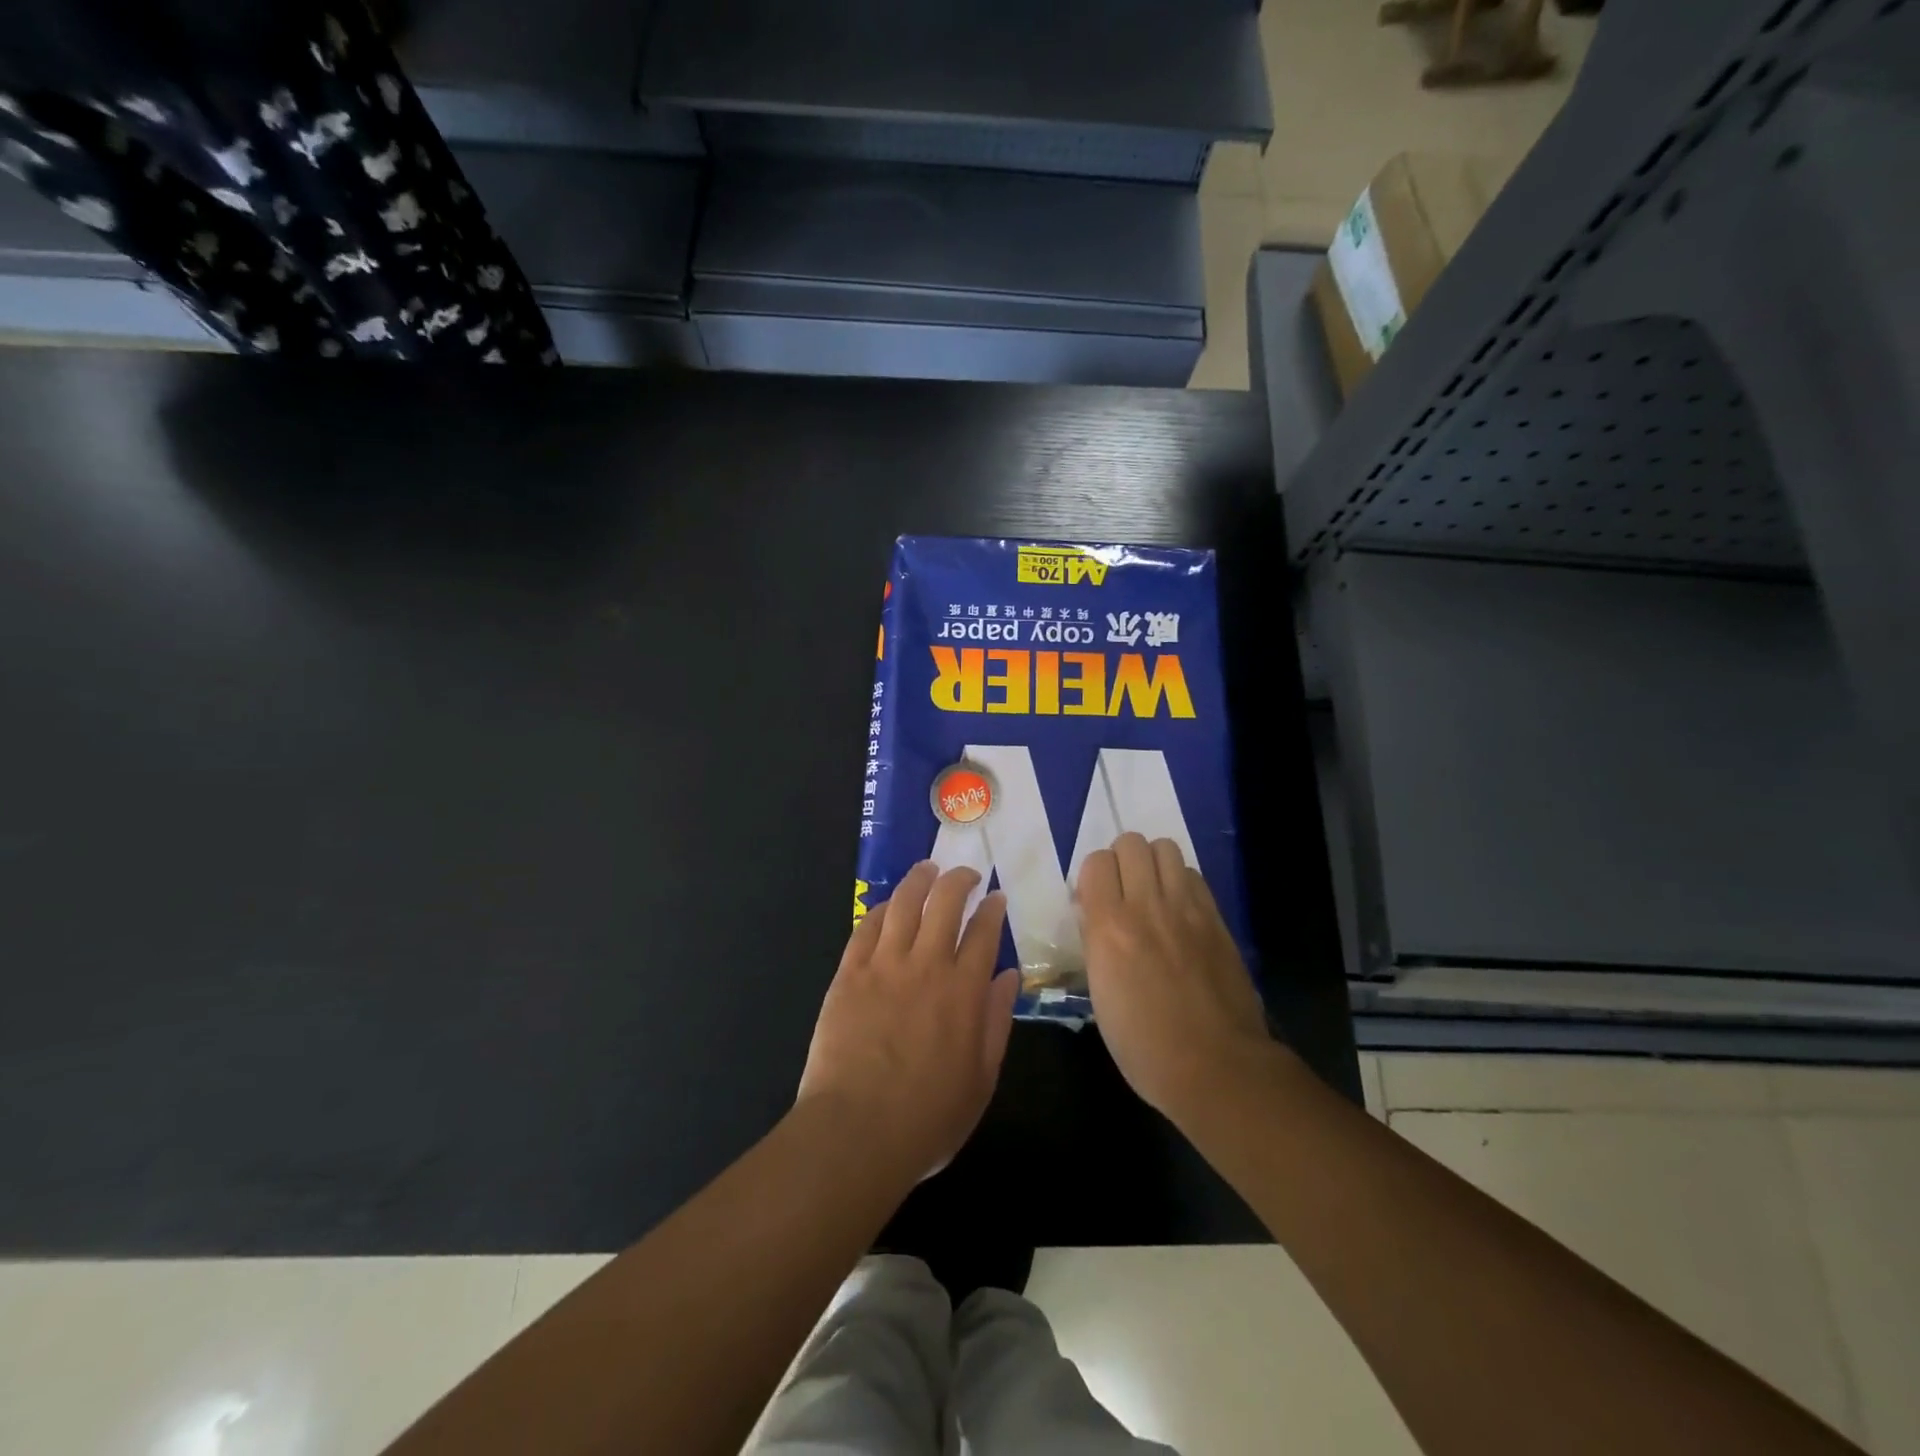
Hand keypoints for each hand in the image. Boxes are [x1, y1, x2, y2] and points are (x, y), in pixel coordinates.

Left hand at [798, 862, 1019, 1184]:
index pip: (984, 932)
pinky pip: (865, 927)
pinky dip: (880, 910)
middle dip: (960, 880)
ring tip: (928, 869)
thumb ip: (996, 1022)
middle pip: (946, 903)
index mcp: (964, 991)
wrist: (856, 1132)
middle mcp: (927, 965)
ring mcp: (884, 965)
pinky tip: (886, 906)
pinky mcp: (849, 973)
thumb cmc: (927, 1117)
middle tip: (966, 875)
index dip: (992, 909)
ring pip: (904, 904)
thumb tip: (1010, 976)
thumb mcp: (981, 1079)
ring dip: (919, 880)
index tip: (996, 897)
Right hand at [1077, 833, 1276, 1120]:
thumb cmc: (1143, 1045)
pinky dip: (1181, 882)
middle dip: (1121, 860)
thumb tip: (1095, 917)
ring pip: (1166, 848)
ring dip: (1153, 863)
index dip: (1092, 876)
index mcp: (1109, 927)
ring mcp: (1187, 909)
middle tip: (1122, 890)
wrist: (1216, 1066)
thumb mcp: (1100, 995)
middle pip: (1131, 842)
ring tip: (1152, 892)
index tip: (1093, 900)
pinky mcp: (1216, 919)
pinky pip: (1194, 875)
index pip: (1096, 862)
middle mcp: (1147, 906)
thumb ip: (1096, 944)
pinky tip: (1179, 910)